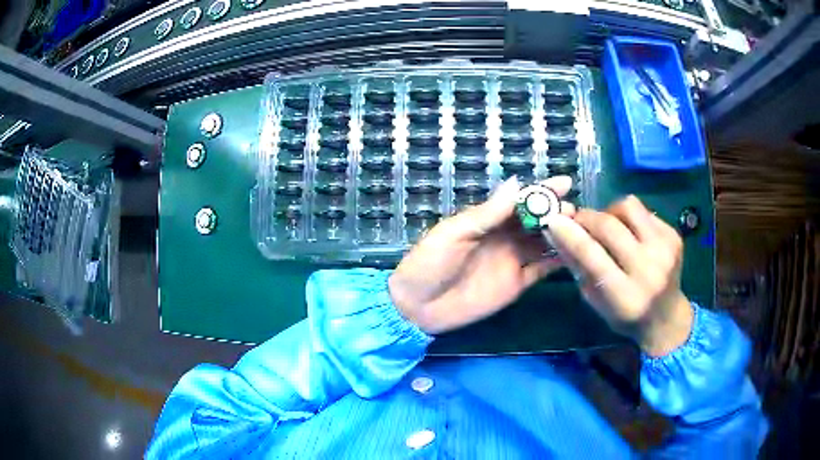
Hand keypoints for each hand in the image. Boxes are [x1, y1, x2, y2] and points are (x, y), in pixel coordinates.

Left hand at [389, 175, 575, 334]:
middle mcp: (504, 238)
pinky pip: (541, 270)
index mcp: (488, 220)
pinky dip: (557, 262)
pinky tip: (574, 254)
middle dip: (557, 212)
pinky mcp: (517, 284)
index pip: (521, 201)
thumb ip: (488, 213)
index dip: (542, 191)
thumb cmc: (430, 263)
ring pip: (543, 244)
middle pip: (537, 221)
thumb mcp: (456, 233)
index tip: (565, 182)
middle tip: (577, 210)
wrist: (418, 306)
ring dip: (562, 235)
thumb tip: (517, 182)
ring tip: (582, 228)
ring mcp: (512, 261)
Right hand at [543, 196, 692, 356]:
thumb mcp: (596, 301)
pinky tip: (629, 233)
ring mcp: (666, 249)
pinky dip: (629, 217)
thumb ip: (579, 267)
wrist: (667, 317)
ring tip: (607, 225)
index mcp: (625, 296)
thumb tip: (557, 232)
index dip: (570, 234)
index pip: (593, 256)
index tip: (552, 220)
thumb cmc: (626, 316)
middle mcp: (649, 270)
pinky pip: (643, 210)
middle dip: (587, 218)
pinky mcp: (674, 236)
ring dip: (610, 212)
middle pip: (609, 226)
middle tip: (578, 221)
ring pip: (628, 207)